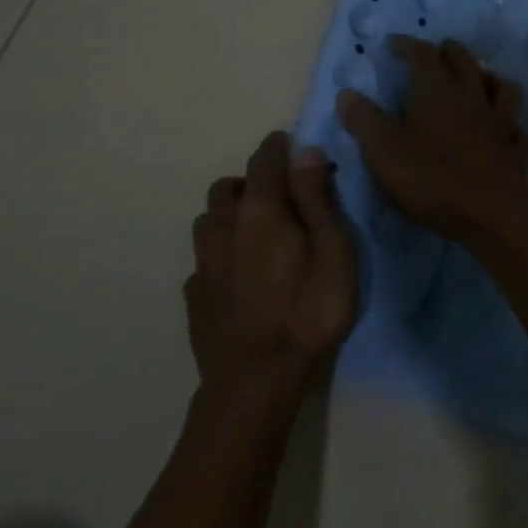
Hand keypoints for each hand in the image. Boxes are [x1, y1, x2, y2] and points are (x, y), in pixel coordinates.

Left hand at [185, 131, 356, 402]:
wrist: (254, 382)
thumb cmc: (306, 313)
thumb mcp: (333, 252)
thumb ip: (317, 198)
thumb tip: (305, 151)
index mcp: (259, 209)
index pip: (264, 158)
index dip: (279, 146)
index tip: (293, 145)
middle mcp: (223, 225)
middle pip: (228, 186)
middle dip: (251, 181)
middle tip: (279, 198)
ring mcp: (203, 260)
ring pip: (209, 219)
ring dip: (229, 215)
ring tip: (254, 234)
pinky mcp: (194, 293)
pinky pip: (203, 258)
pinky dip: (219, 253)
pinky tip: (236, 274)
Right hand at [336, 35, 527, 244]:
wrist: (492, 214)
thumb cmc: (432, 178)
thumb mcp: (383, 151)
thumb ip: (363, 120)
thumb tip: (346, 94)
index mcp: (436, 90)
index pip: (422, 54)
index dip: (407, 45)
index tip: (393, 43)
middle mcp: (470, 96)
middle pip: (463, 60)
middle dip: (447, 51)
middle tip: (435, 53)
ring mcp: (499, 121)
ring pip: (499, 85)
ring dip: (486, 77)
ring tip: (476, 81)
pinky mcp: (515, 149)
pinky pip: (515, 125)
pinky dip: (507, 120)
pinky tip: (502, 128)